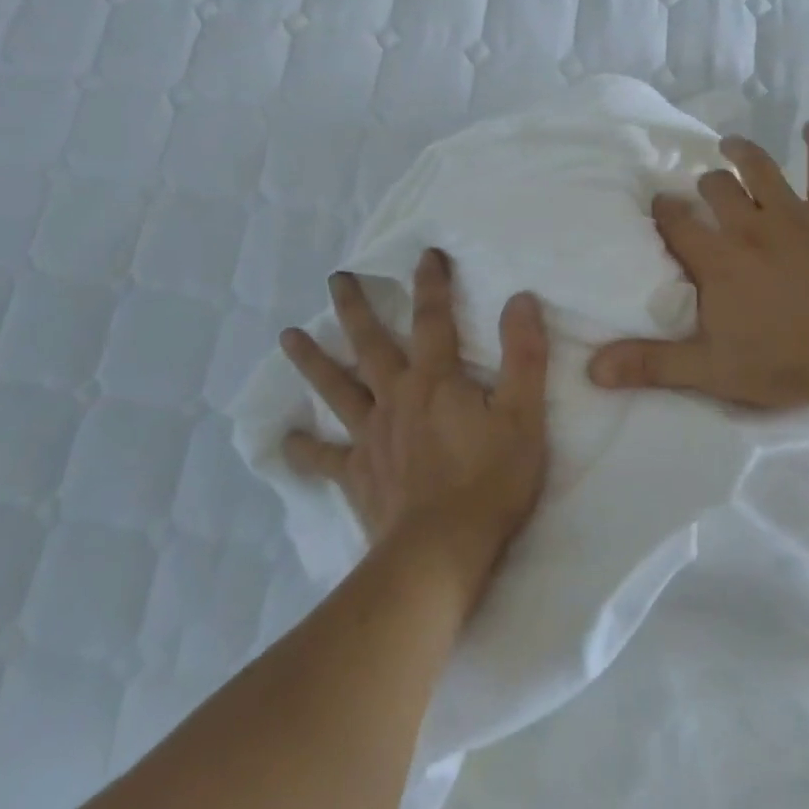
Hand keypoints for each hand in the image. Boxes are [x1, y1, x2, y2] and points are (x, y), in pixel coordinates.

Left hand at [280, 250, 549, 603]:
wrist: (442, 553)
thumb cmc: (490, 481)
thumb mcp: (523, 414)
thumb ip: (523, 355)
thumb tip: (520, 299)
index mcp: (435, 380)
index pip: (433, 319)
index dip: (432, 284)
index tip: (426, 254)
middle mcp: (396, 397)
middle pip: (371, 344)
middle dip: (355, 308)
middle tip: (336, 279)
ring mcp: (371, 437)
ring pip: (336, 389)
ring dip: (313, 361)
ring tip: (288, 336)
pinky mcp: (358, 475)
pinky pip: (325, 458)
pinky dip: (304, 450)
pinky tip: (284, 442)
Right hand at [588, 122, 808, 410]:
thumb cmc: (783, 362)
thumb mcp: (709, 370)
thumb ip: (651, 364)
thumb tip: (593, 369)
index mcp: (716, 259)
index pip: (677, 224)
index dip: (665, 212)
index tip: (659, 206)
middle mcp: (747, 226)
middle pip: (716, 189)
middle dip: (705, 185)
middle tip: (703, 188)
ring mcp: (792, 215)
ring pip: (760, 169)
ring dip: (743, 153)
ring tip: (731, 144)